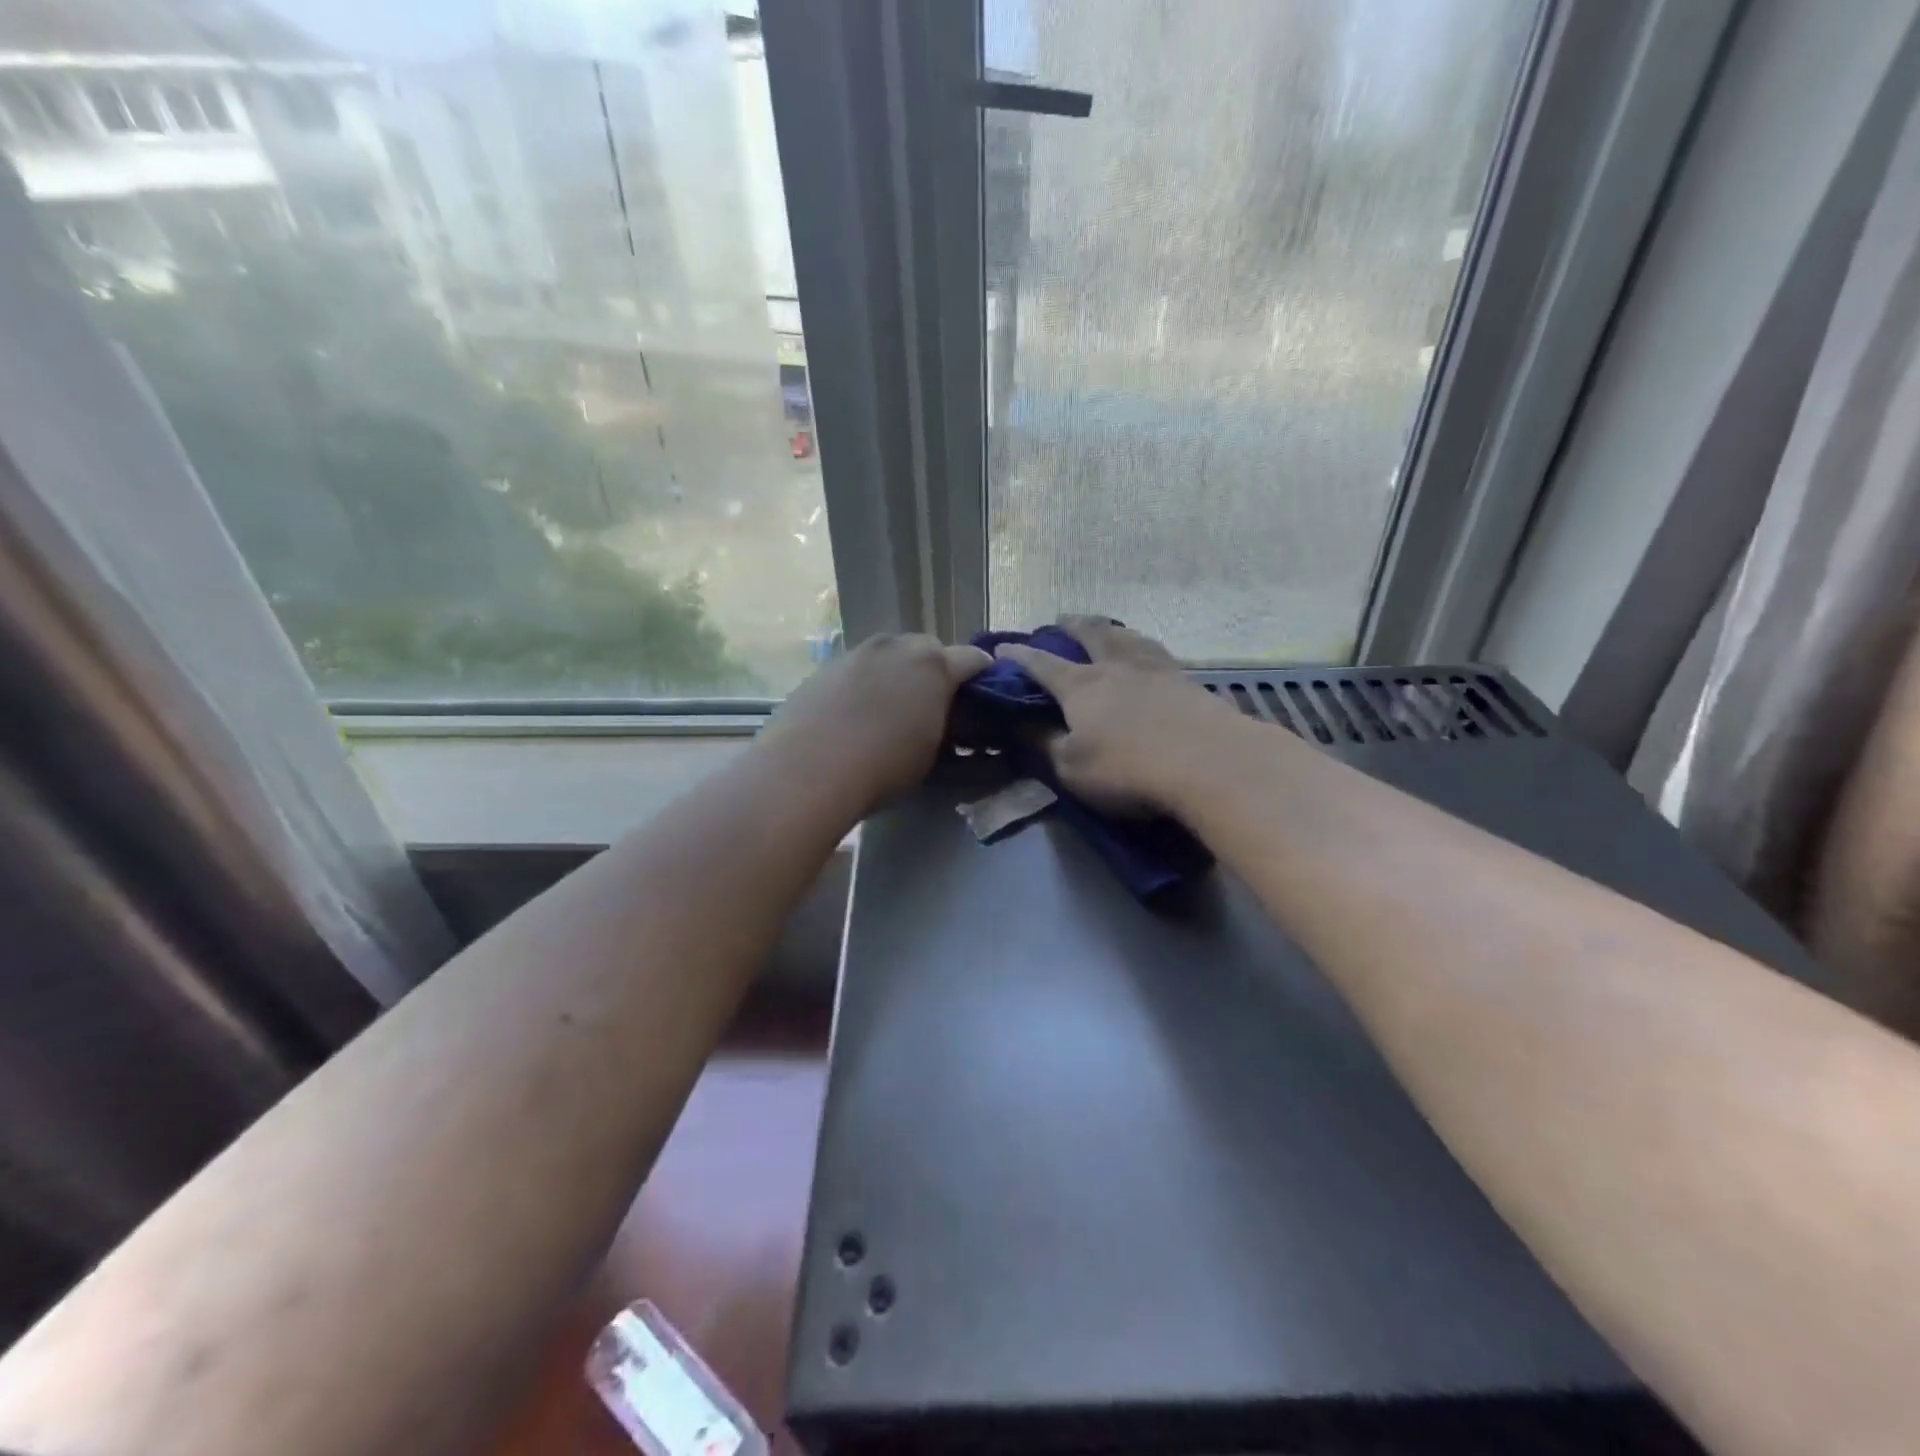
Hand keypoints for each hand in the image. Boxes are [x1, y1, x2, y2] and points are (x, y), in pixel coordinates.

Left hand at [762, 633, 991, 810]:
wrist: (809, 768)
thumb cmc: (884, 767)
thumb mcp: (931, 755)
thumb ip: (947, 729)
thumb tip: (947, 722)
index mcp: (934, 666)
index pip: (973, 658)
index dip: (982, 675)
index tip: (982, 694)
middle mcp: (897, 647)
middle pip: (928, 649)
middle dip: (935, 670)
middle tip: (932, 703)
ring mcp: (857, 652)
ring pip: (889, 655)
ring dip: (896, 673)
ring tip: (888, 708)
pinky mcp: (825, 666)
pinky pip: (857, 668)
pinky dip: (863, 683)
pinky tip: (853, 713)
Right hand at [997, 616, 1243, 814]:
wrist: (1209, 763)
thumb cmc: (1128, 769)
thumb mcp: (1071, 768)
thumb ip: (1044, 744)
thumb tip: (1019, 725)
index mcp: (1081, 686)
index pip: (1042, 665)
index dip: (1020, 656)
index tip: (1003, 647)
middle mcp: (1116, 667)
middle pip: (1092, 634)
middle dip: (1073, 625)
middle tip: (1062, 619)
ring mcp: (1157, 670)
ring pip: (1129, 638)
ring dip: (1113, 629)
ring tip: (1109, 629)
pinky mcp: (1189, 683)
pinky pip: (1159, 654)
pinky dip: (1145, 648)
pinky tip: (1151, 654)